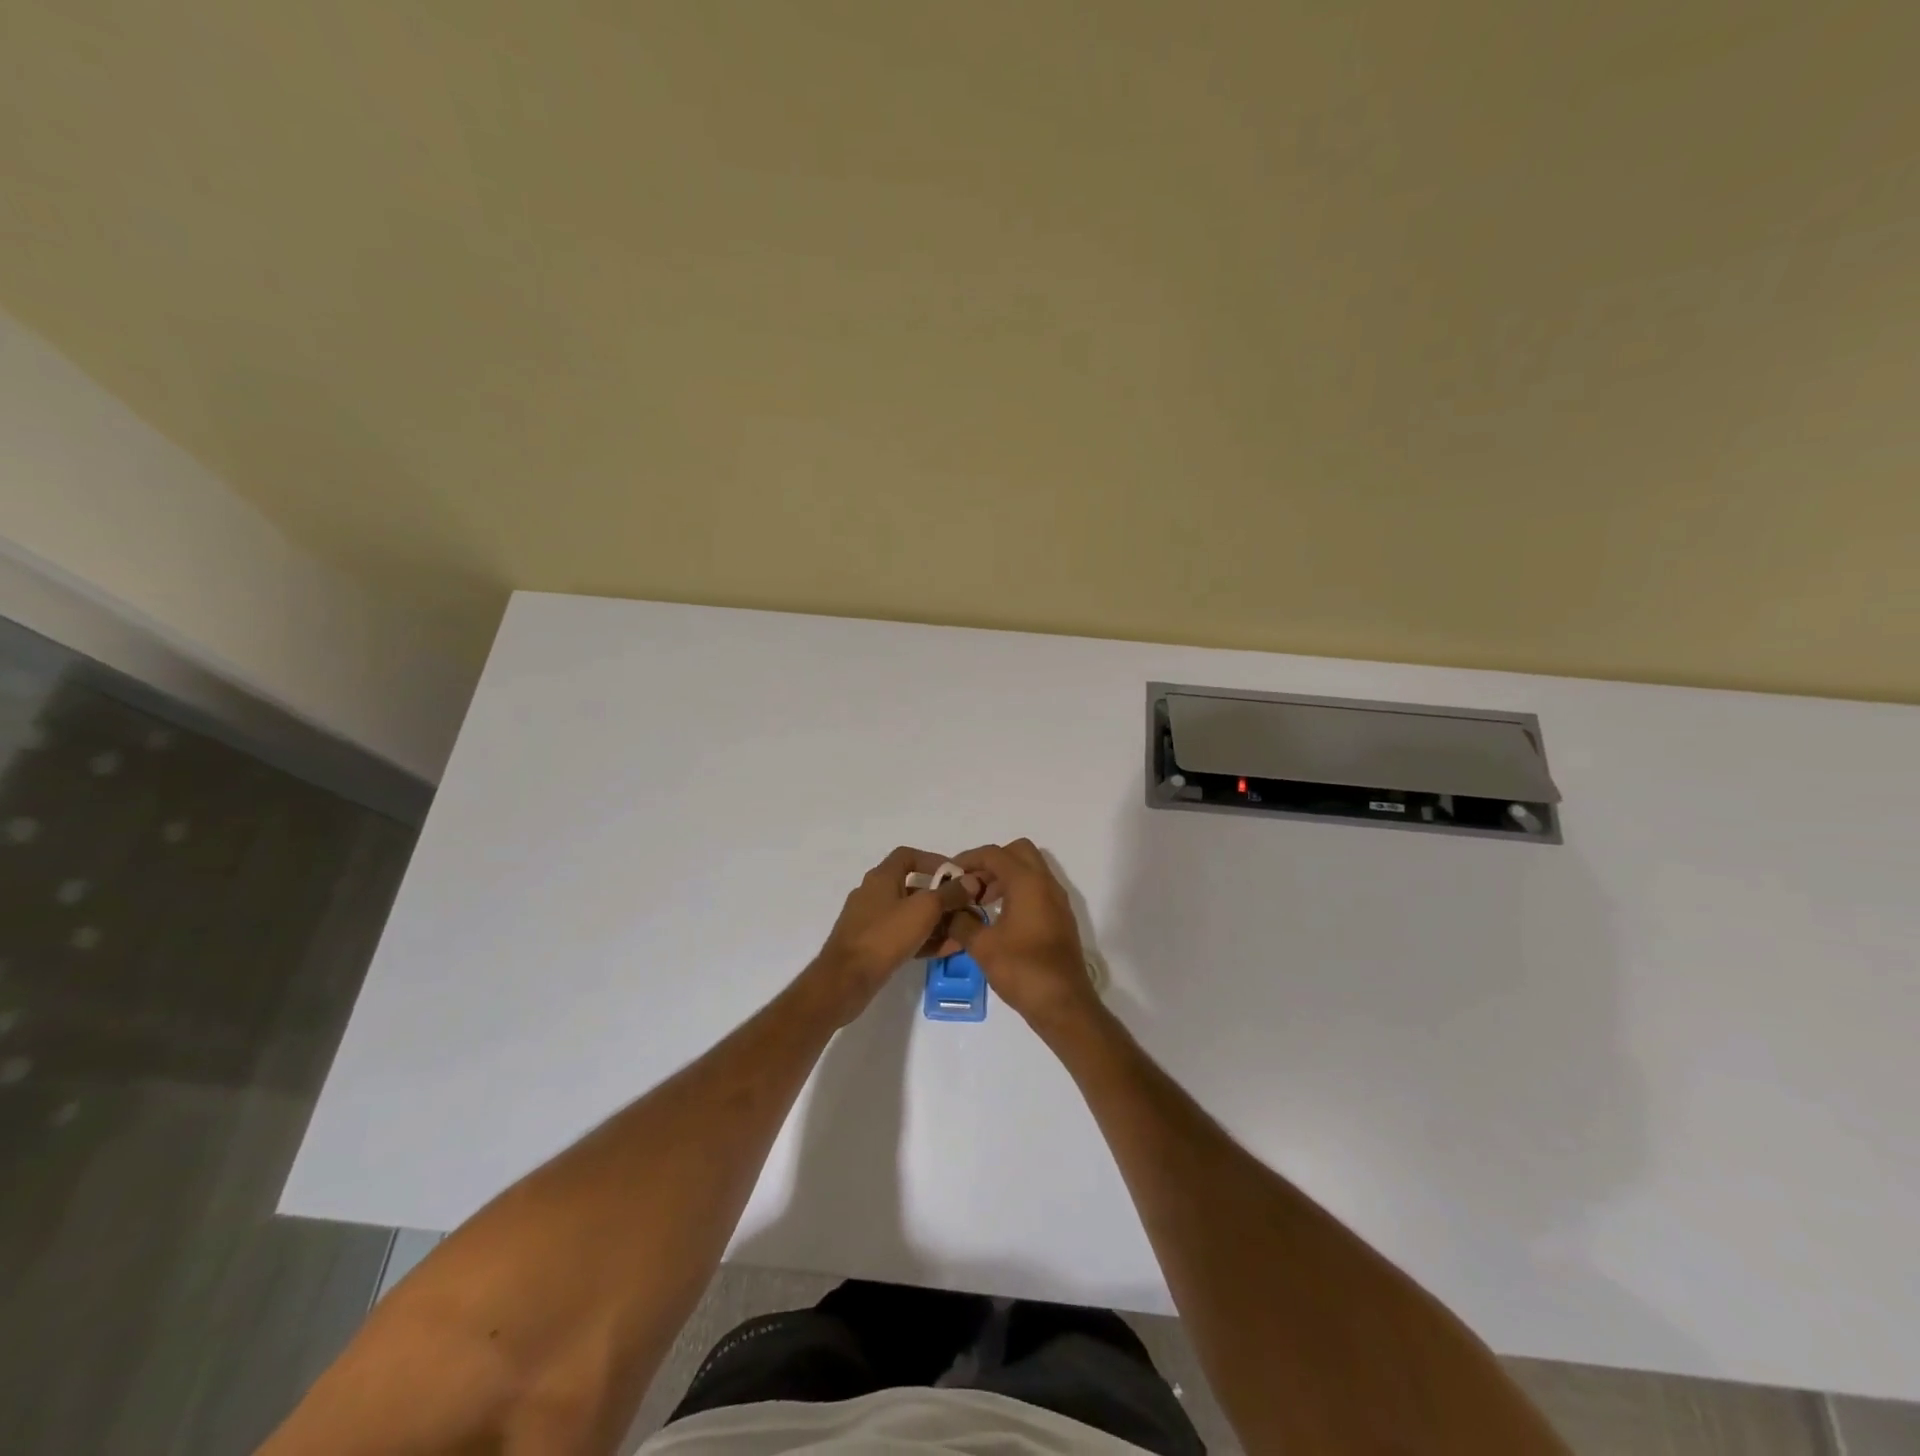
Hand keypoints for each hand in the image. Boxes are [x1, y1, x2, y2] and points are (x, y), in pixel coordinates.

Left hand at [808, 847, 978, 1023]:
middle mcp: (874, 894)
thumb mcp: (924, 910)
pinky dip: (924, 939)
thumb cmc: (885, 936)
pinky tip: (948, 950)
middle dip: (941, 897)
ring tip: (962, 932)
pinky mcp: (872, 946)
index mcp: (881, 877)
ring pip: (910, 915)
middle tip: (965, 908)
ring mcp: (871, 921)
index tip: (956, 875)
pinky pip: (904, 936)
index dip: (933, 861)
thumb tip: (971, 881)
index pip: (908, 856)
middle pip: (912, 887)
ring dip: (937, 921)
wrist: (846, 980)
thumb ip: (949, 894)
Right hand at [948, 840, 1101, 1033]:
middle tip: (971, 885)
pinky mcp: (1060, 917)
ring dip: (1004, 877)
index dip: (968, 858)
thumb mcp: (982, 946)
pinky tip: (999, 918)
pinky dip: (1017, 892)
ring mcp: (1057, 900)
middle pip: (1017, 852)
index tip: (950, 874)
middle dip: (991, 863)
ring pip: (1029, 870)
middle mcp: (1046, 883)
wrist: (1063, 1003)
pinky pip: (1037, 889)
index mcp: (1028, 882)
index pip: (994, 854)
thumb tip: (949, 911)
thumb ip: (961, 922)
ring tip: (980, 903)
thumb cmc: (1022, 969)